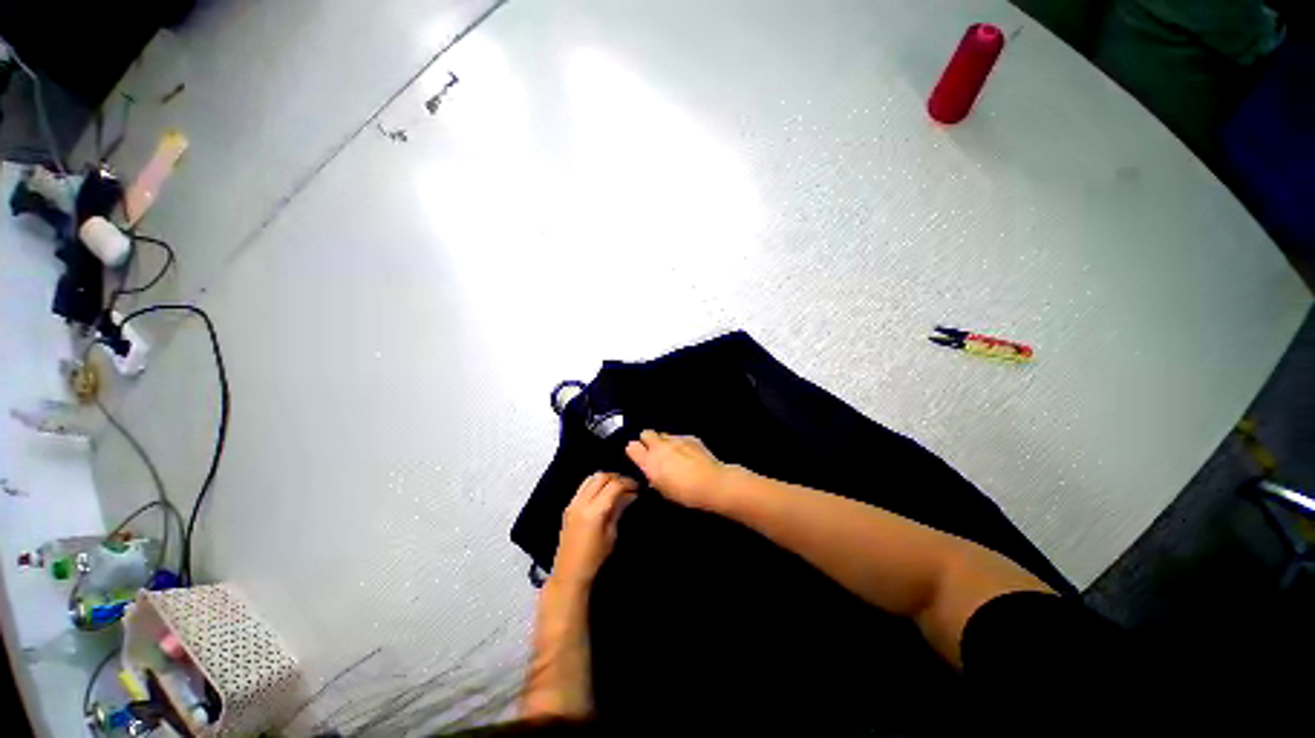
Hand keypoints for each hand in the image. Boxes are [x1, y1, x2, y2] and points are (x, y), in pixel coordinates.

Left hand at [552, 472, 638, 589]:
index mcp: (594, 512)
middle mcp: (581, 503)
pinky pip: (583, 486)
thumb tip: (630, 495)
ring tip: (618, 486)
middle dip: (617, 477)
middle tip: (629, 485)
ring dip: (606, 478)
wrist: (569, 573)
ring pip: (591, 478)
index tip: (638, 487)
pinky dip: (595, 483)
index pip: (614, 486)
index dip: (628, 483)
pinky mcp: (569, 506)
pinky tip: (604, 492)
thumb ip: (618, 510)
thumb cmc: (594, 558)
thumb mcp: (611, 534)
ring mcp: (573, 503)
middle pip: (601, 477)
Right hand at [625, 430, 730, 511]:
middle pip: (646, 433)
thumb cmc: (685, 493)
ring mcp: (675, 439)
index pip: (632, 447)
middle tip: (654, 452)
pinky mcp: (690, 437)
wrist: (711, 483)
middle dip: (648, 441)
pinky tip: (688, 454)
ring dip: (664, 442)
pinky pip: (679, 437)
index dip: (634, 451)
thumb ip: (654, 477)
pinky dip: (680, 444)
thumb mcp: (663, 490)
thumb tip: (652, 474)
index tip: (638, 456)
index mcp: (650, 461)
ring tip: (673, 454)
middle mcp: (660, 446)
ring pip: (663, 434)